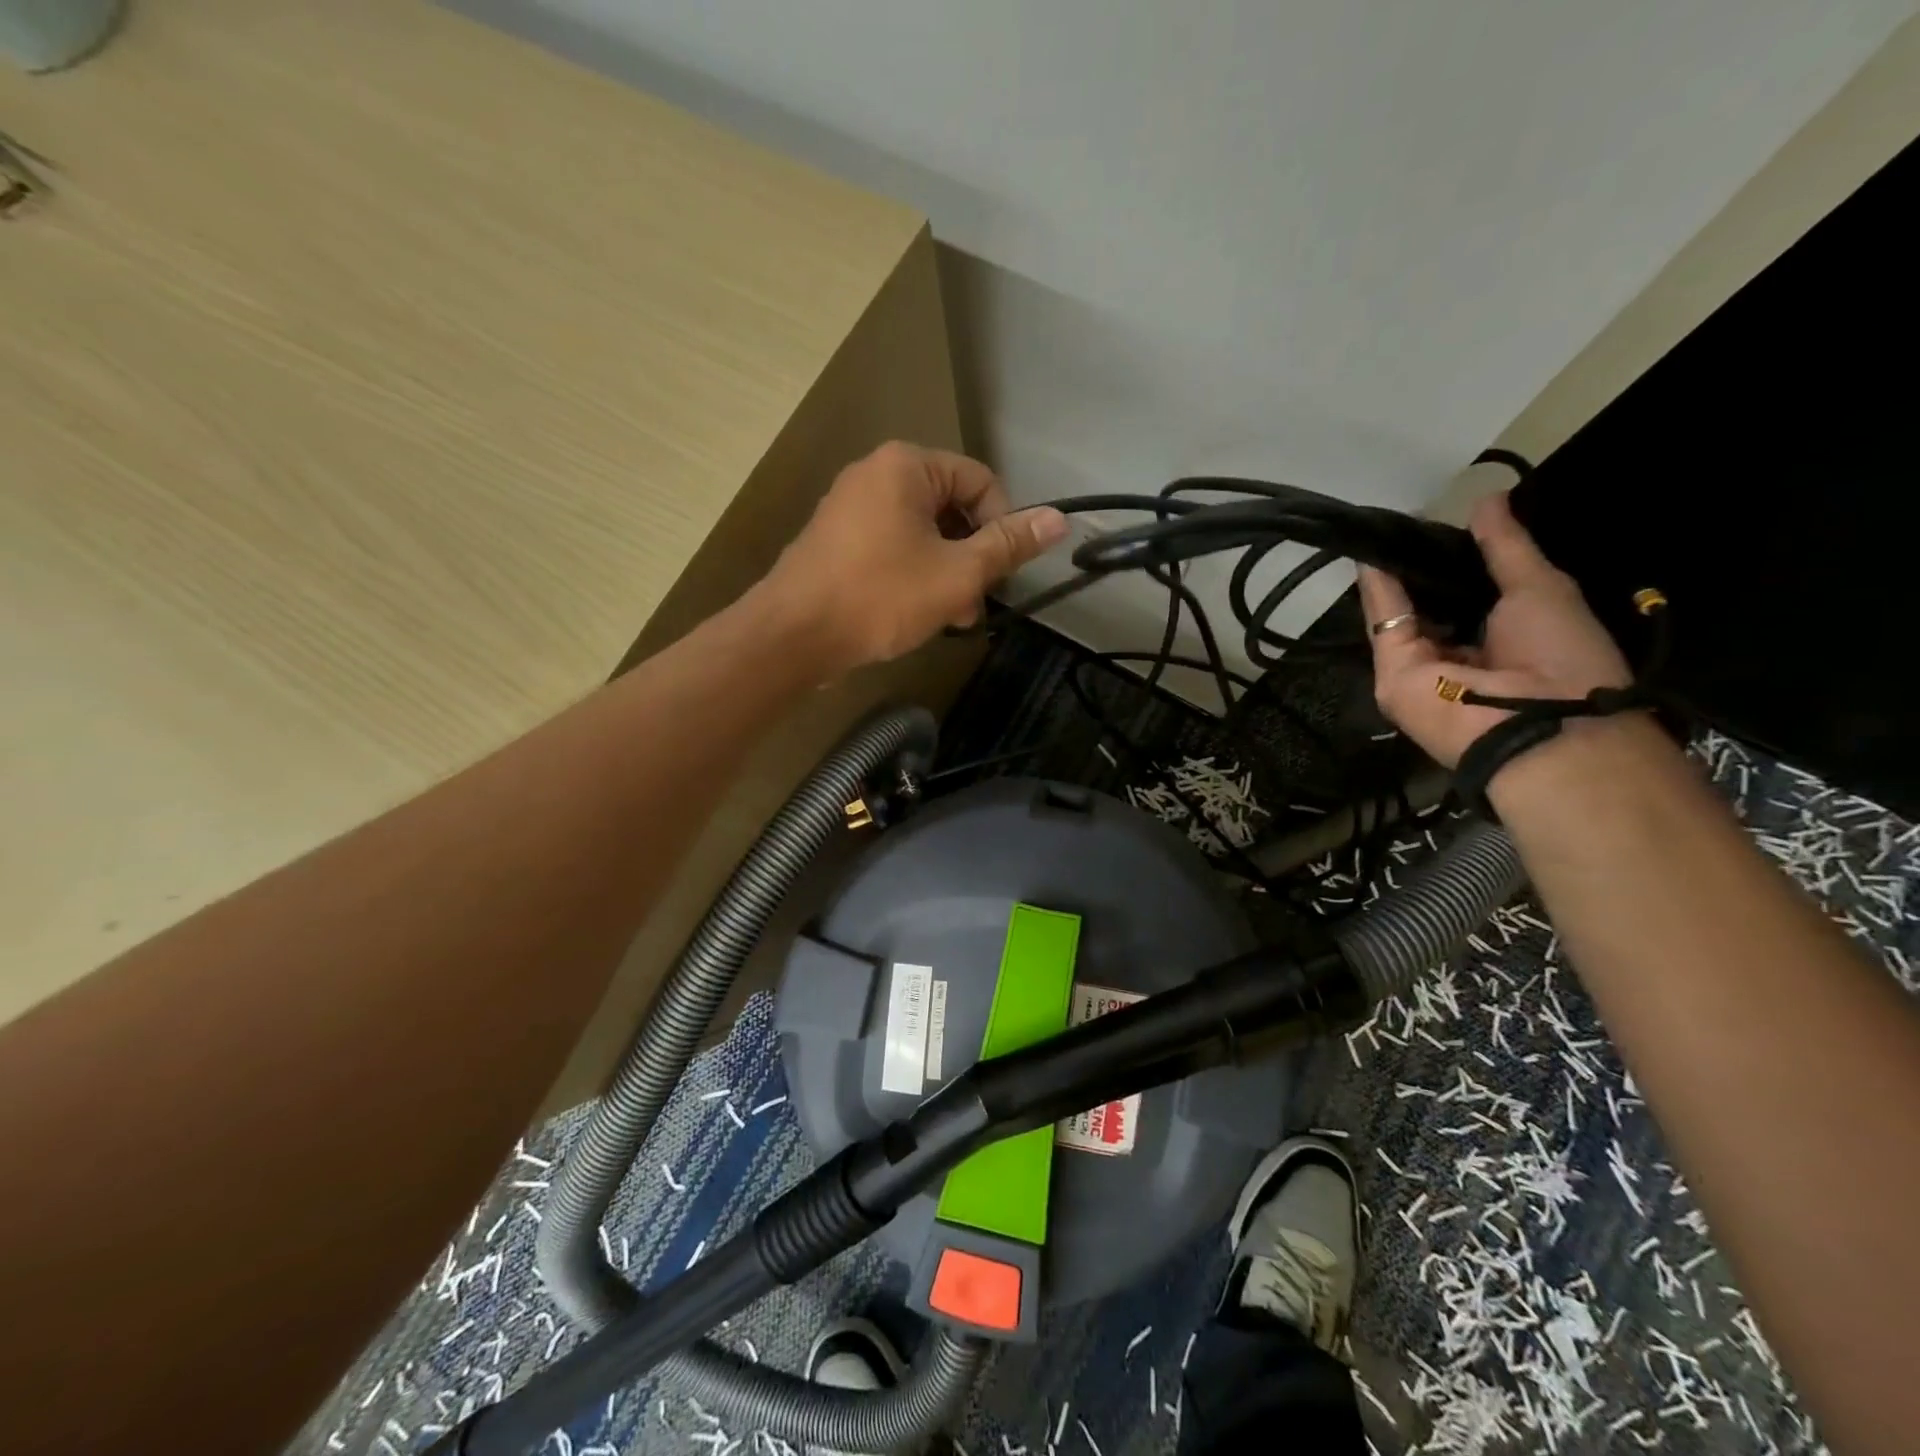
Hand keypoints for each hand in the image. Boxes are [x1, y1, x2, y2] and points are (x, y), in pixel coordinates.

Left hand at [758, 441, 1068, 672]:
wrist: (793, 635)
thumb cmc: (880, 596)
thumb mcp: (957, 574)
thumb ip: (1007, 545)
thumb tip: (1057, 520)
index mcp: (906, 466)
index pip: (980, 482)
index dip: (1002, 527)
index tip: (1000, 574)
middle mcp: (875, 474)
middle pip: (950, 507)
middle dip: (971, 557)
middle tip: (974, 604)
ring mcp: (850, 507)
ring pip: (922, 533)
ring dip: (946, 573)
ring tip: (951, 617)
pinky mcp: (836, 540)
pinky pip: (891, 547)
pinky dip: (913, 575)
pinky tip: (918, 614)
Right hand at [1358, 491, 1629, 766]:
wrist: (1540, 723)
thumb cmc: (1560, 654)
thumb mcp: (1540, 588)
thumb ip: (1506, 548)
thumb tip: (1487, 499)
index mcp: (1498, 643)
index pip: (1467, 598)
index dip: (1454, 565)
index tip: (1443, 530)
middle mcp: (1458, 656)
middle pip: (1429, 608)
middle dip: (1418, 570)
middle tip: (1407, 525)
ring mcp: (1421, 669)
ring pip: (1401, 615)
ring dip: (1393, 576)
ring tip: (1384, 530)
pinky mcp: (1393, 674)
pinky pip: (1385, 625)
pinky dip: (1378, 590)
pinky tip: (1372, 555)